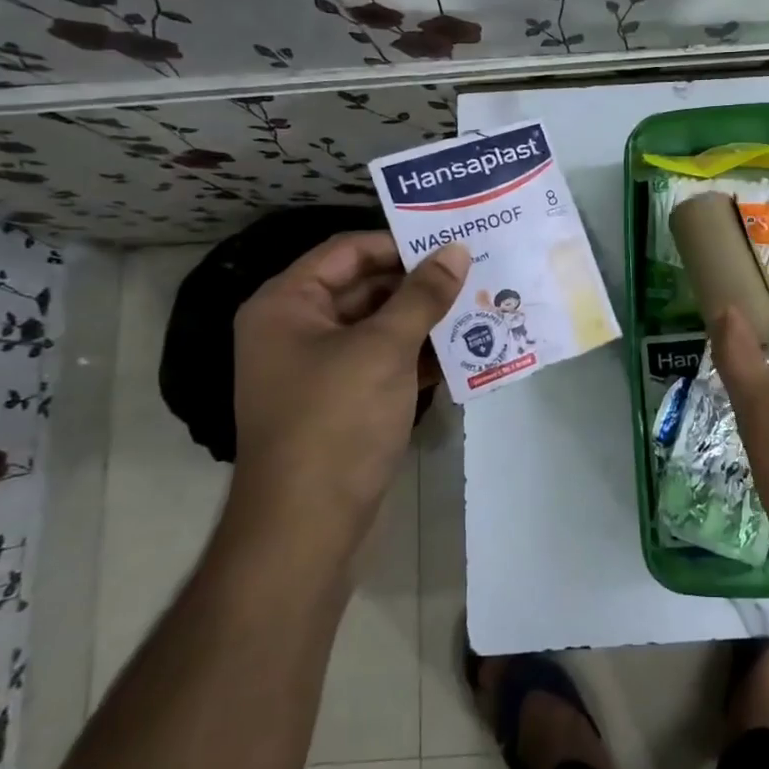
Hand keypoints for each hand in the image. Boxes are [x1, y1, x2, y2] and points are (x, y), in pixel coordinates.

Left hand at [231, 233, 468, 536]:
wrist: (307, 525)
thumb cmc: (336, 421)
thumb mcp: (384, 348)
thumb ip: (423, 295)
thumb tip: (457, 250)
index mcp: (287, 305)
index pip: (348, 252)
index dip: (400, 243)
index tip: (452, 243)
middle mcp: (298, 330)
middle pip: (365, 288)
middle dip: (420, 283)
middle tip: (477, 272)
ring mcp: (321, 369)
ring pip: (381, 327)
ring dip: (426, 320)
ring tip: (480, 305)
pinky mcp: (344, 402)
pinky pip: (385, 363)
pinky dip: (419, 356)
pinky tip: (465, 352)